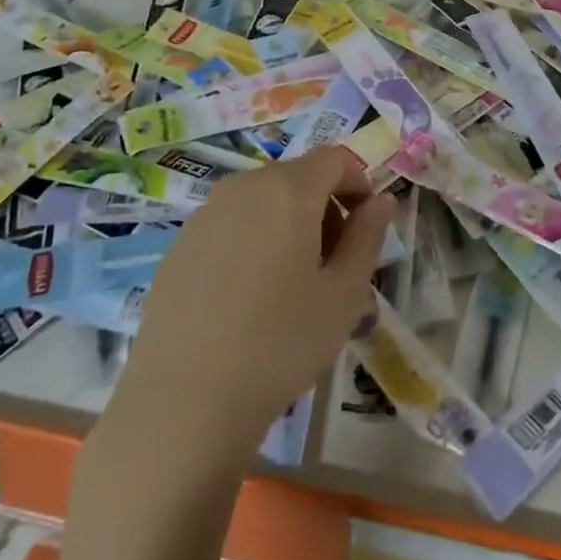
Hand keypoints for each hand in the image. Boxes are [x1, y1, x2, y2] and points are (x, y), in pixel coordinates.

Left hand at [111, 147, 395, 454]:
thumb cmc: (281, 343)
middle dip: (325, 207)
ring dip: (289, 224)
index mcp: (288, 190)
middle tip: (335, 264)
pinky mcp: (179, 245)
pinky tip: (249, 297)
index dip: (359, 183)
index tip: (366, 228)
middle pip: (297, 177)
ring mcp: (205, 214)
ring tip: (293, 284)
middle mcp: (243, 187)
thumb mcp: (345, 294)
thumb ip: (368, 236)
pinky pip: (230, 225)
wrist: (185, 400)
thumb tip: (381, 200)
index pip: (335, 159)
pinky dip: (253, 241)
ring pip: (262, 201)